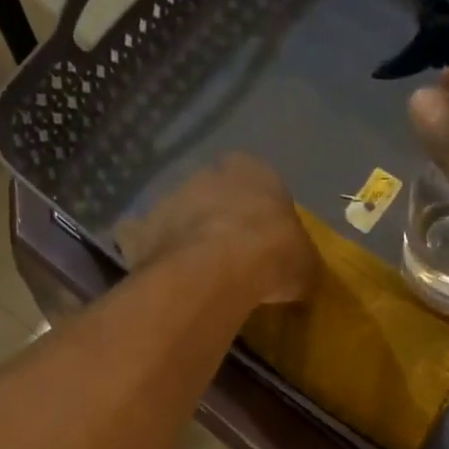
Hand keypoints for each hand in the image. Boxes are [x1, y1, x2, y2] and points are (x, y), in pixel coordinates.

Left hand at [116, 153, 317, 307]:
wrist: (218, 270)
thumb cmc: (274, 255)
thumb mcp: (306, 264)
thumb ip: (300, 262)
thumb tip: (300, 275)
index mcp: (253, 170)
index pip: (260, 185)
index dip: (262, 215)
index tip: (266, 243)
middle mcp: (208, 173)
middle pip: (215, 196)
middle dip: (221, 219)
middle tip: (232, 257)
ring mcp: (170, 198)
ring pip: (180, 215)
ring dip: (187, 236)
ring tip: (199, 273)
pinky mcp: (142, 229)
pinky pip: (144, 241)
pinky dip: (151, 254)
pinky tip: (162, 277)